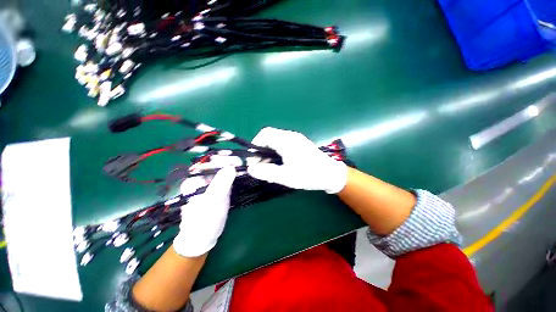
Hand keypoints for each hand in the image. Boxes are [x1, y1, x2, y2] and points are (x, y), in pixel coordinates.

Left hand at [173, 166, 235, 257]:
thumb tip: (231, 167)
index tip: (236, 160)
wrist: (203, 238)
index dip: (222, 159)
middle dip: (229, 161)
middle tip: (242, 162)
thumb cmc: (204, 221)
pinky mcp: (217, 189)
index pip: (208, 163)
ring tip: (243, 165)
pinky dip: (233, 175)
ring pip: (222, 171)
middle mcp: (200, 179)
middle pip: (215, 165)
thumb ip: (220, 184)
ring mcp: (209, 184)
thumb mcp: (212, 202)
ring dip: (232, 167)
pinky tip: (241, 173)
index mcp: (194, 180)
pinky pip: (225, 178)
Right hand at [247, 127, 346, 193]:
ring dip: (268, 153)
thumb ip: (266, 172)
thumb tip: (250, 169)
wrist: (330, 175)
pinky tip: (277, 165)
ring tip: (268, 168)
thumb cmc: (309, 175)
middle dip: (260, 151)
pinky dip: (275, 153)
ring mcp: (295, 139)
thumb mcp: (286, 176)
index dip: (255, 146)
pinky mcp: (298, 144)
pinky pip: (281, 144)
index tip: (253, 161)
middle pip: (269, 137)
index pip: (264, 134)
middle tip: (260, 166)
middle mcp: (290, 136)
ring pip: (274, 141)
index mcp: (287, 140)